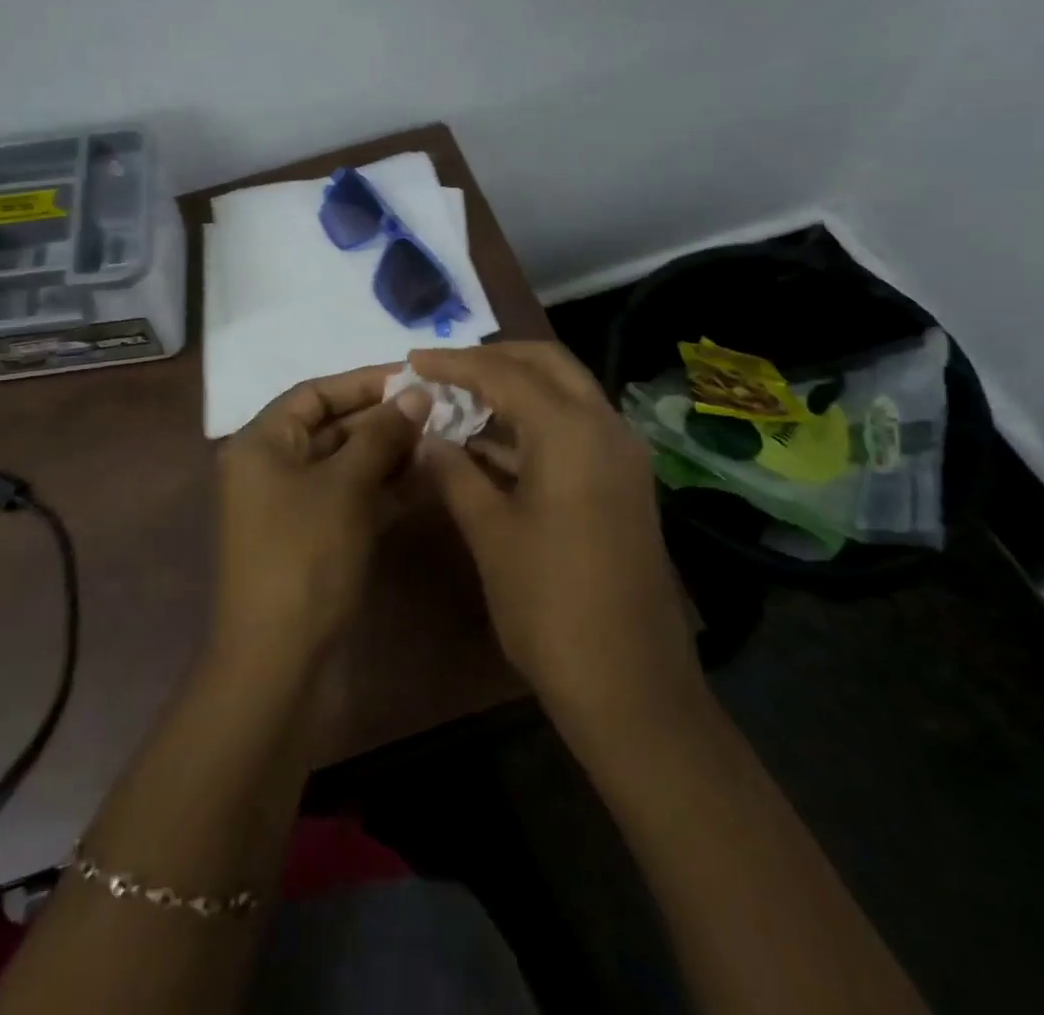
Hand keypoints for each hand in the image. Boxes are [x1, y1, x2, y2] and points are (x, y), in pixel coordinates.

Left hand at [213, 364, 429, 678]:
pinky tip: (425, 478)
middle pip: (330, 427)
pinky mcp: (312, 539)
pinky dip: (382, 487)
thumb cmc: (305, 556)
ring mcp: (291, 507)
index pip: (314, 394)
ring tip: (440, 439)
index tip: (412, 377)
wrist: (279, 661)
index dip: (363, 382)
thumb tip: (416, 393)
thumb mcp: (345, 486)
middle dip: (381, 418)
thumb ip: (381, 435)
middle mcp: (270, 468)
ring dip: (387, 452)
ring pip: (344, 464)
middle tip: (437, 410)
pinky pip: (349, 498)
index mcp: (260, 444)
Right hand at [409, 343, 702, 736]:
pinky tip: (490, 444)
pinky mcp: (623, 482)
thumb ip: (455, 475)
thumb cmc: (550, 605)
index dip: (454, 363)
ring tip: (460, 399)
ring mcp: (621, 455)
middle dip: (494, 358)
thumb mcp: (491, 534)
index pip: (505, 373)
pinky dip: (534, 423)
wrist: (630, 685)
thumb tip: (425, 438)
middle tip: (444, 369)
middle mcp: (605, 427)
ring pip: (565, 394)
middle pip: (547, 364)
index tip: (412, 360)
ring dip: (516, 389)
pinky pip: (575, 429)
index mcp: (571, 432)